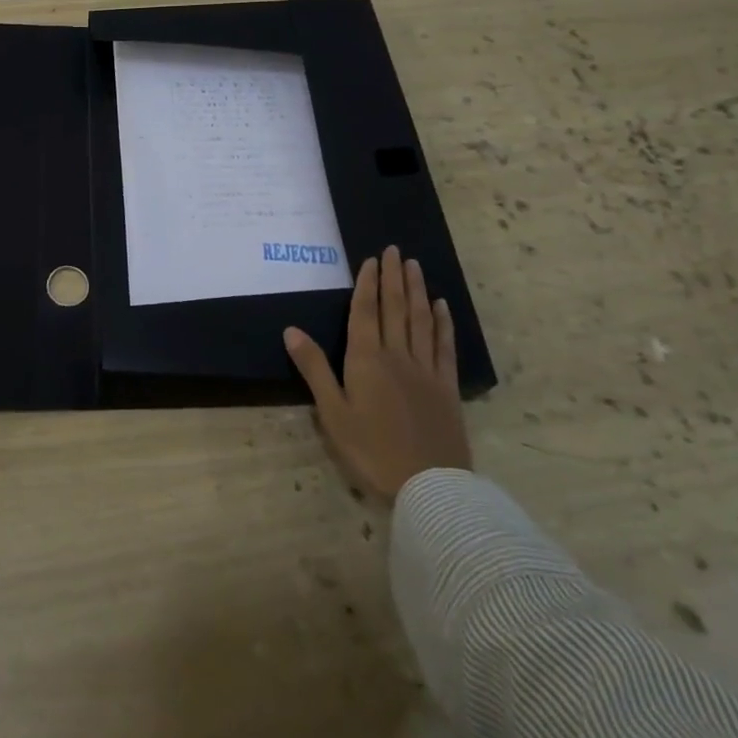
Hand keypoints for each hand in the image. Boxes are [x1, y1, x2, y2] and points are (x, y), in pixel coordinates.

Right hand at [284, 245, 471, 500]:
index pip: (365, 312)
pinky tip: (441, 306)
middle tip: (395, 250)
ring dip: (417, 290)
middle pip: (395, 308)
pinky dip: (443, 323)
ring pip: (420, 320)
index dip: (367, 284)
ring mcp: (425, 370)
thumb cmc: (372, 451)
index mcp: (366, 360)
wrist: (430, 487)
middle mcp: (397, 355)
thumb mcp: (333, 413)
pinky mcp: (446, 387)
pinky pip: (444, 347)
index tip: (372, 259)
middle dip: (393, 277)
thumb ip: (314, 369)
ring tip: (415, 265)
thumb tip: (291, 330)